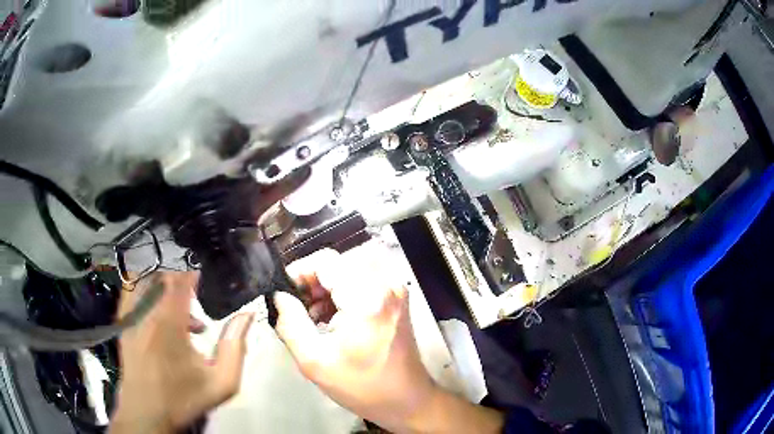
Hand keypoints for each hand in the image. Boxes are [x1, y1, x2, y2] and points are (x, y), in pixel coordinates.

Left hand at [110, 272, 253, 433]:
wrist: (148, 413)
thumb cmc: (184, 398)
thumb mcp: (221, 382)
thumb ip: (235, 347)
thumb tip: (247, 315)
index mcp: (169, 323)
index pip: (179, 281)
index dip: (192, 275)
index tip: (204, 281)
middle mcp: (146, 312)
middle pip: (161, 278)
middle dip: (180, 283)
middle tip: (196, 300)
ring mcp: (130, 316)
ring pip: (146, 282)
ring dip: (164, 290)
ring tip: (181, 318)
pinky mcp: (122, 323)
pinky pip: (132, 293)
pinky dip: (147, 295)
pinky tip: (159, 318)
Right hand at [273, 249, 438, 432]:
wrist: (407, 400)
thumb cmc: (362, 386)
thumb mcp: (315, 361)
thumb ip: (290, 323)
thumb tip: (279, 296)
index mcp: (367, 297)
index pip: (325, 260)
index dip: (298, 272)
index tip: (284, 296)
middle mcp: (385, 284)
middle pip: (336, 263)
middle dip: (311, 283)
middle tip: (297, 310)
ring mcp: (394, 289)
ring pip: (347, 270)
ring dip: (325, 289)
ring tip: (312, 319)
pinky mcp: (395, 298)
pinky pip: (361, 281)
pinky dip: (341, 294)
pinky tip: (331, 319)